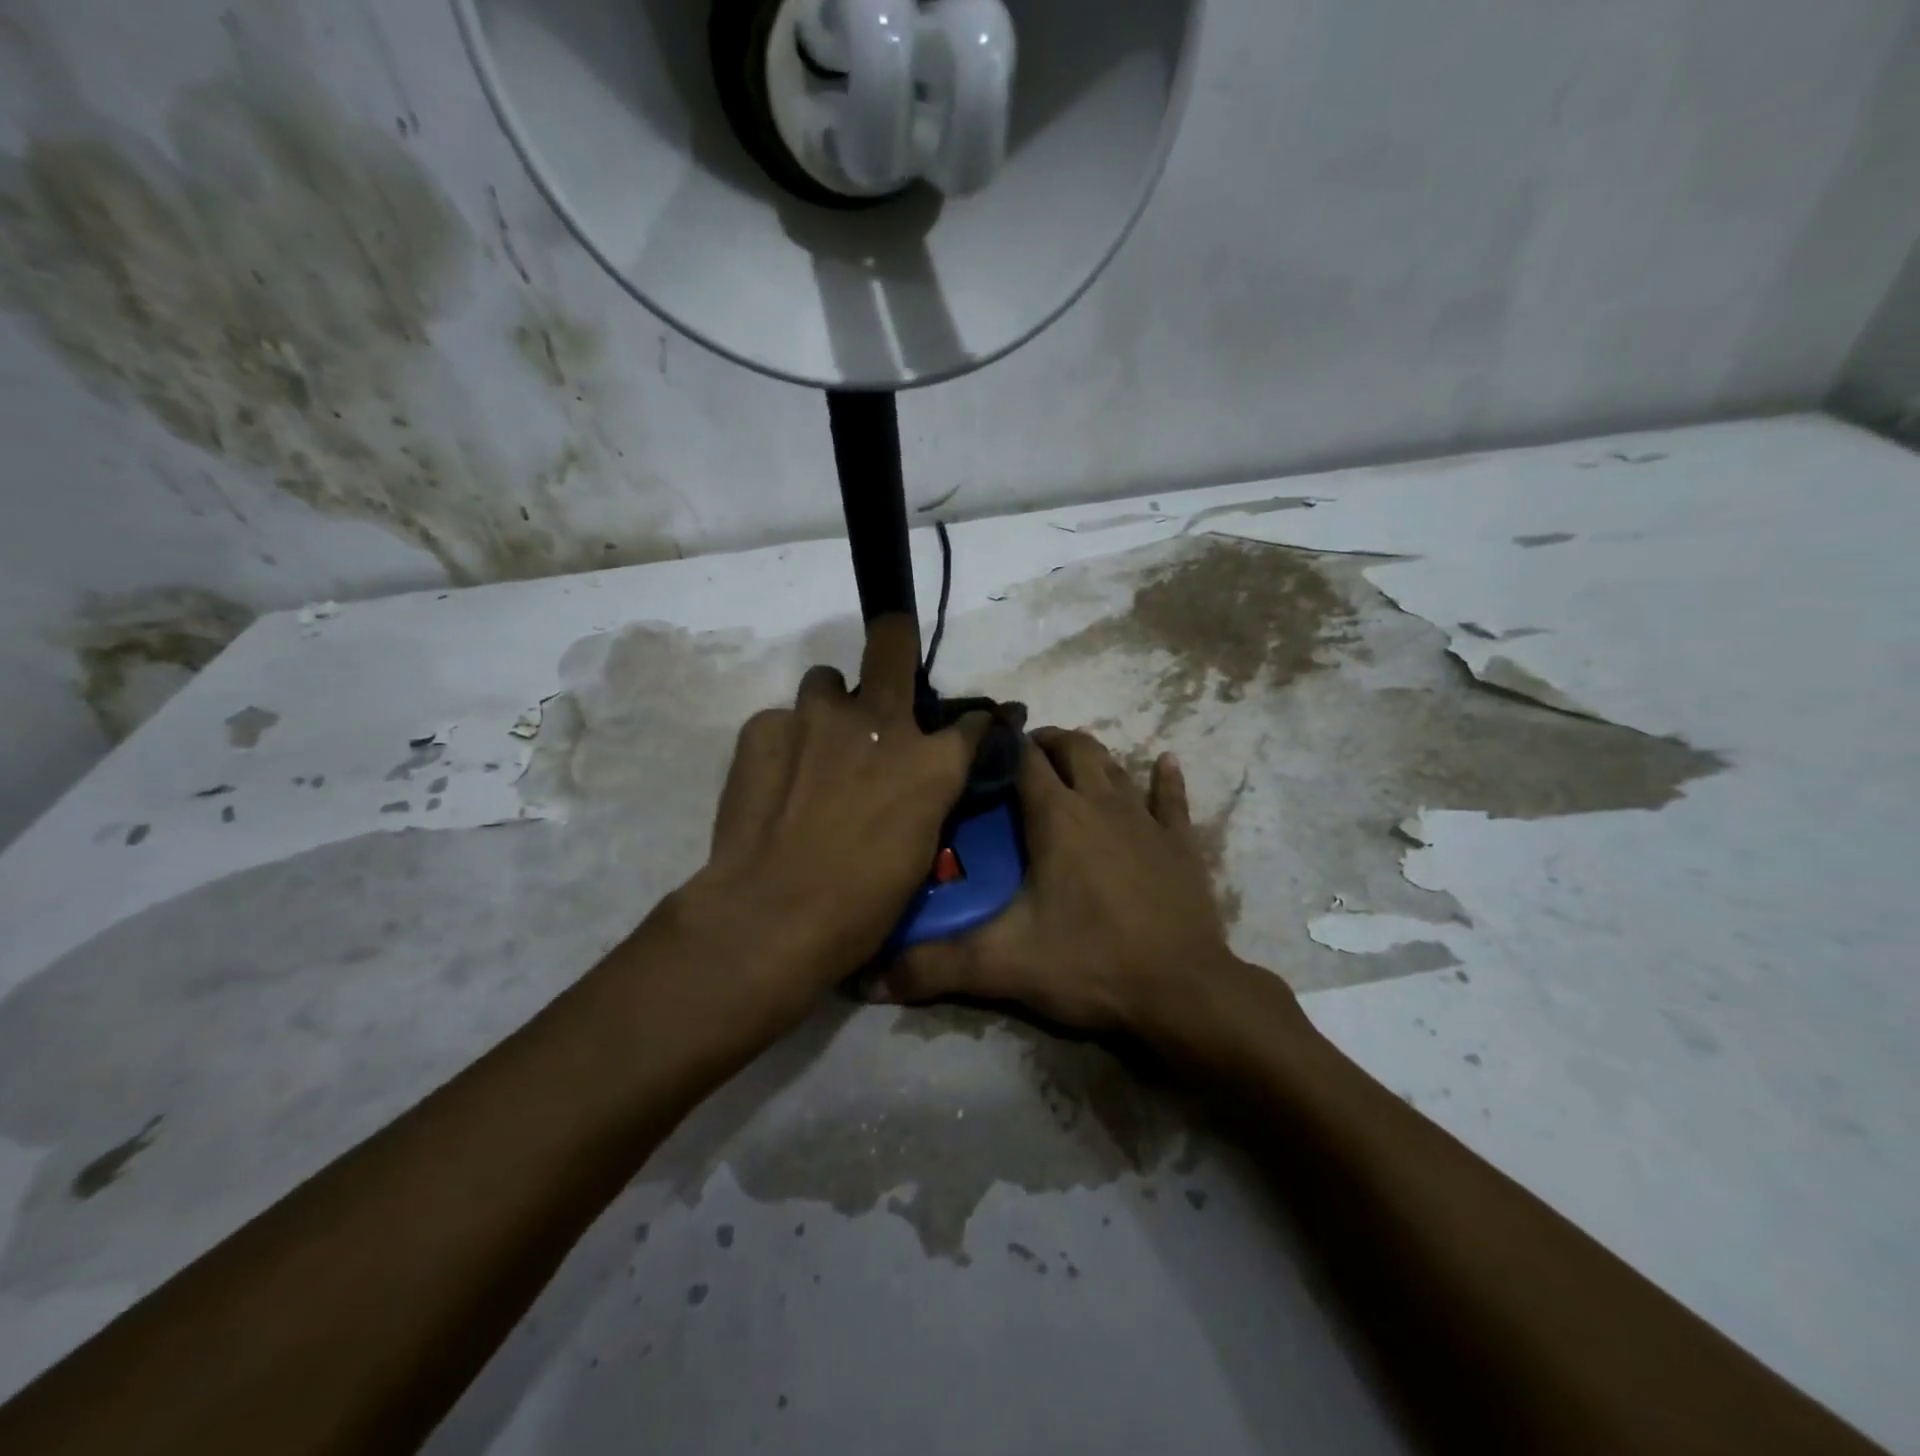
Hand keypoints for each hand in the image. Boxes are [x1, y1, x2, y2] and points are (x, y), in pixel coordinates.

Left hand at [667, 615, 987, 1017]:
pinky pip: (780, 722)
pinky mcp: (762, 728)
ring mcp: (815, 717)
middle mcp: (878, 722)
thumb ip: (928, 796)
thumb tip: (933, 775)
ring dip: (830, 709)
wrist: (772, 916)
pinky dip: (785, 745)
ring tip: (817, 747)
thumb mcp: (920, 850)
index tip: (973, 728)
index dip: (977, 724)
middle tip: (890, 653)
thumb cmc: (863, 903)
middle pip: (892, 644)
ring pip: (826, 683)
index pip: (971, 723)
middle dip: (895, 641)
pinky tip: (776, 784)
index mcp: (931, 762)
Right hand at [869, 726, 1242, 1036]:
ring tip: (1069, 764)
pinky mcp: (1181, 844)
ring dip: (1091, 757)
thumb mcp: (1004, 964)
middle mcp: (1102, 803)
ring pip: (1116, 766)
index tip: (978, 743)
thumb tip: (865, 980)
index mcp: (1057, 816)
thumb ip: (934, 966)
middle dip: (1045, 742)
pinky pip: (1173, 800)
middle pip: (1074, 748)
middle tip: (1020, 759)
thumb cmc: (1091, 964)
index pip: (1022, 758)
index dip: (1000, 742)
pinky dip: (1166, 779)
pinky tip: (1165, 761)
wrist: (1183, 992)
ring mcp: (1146, 820)